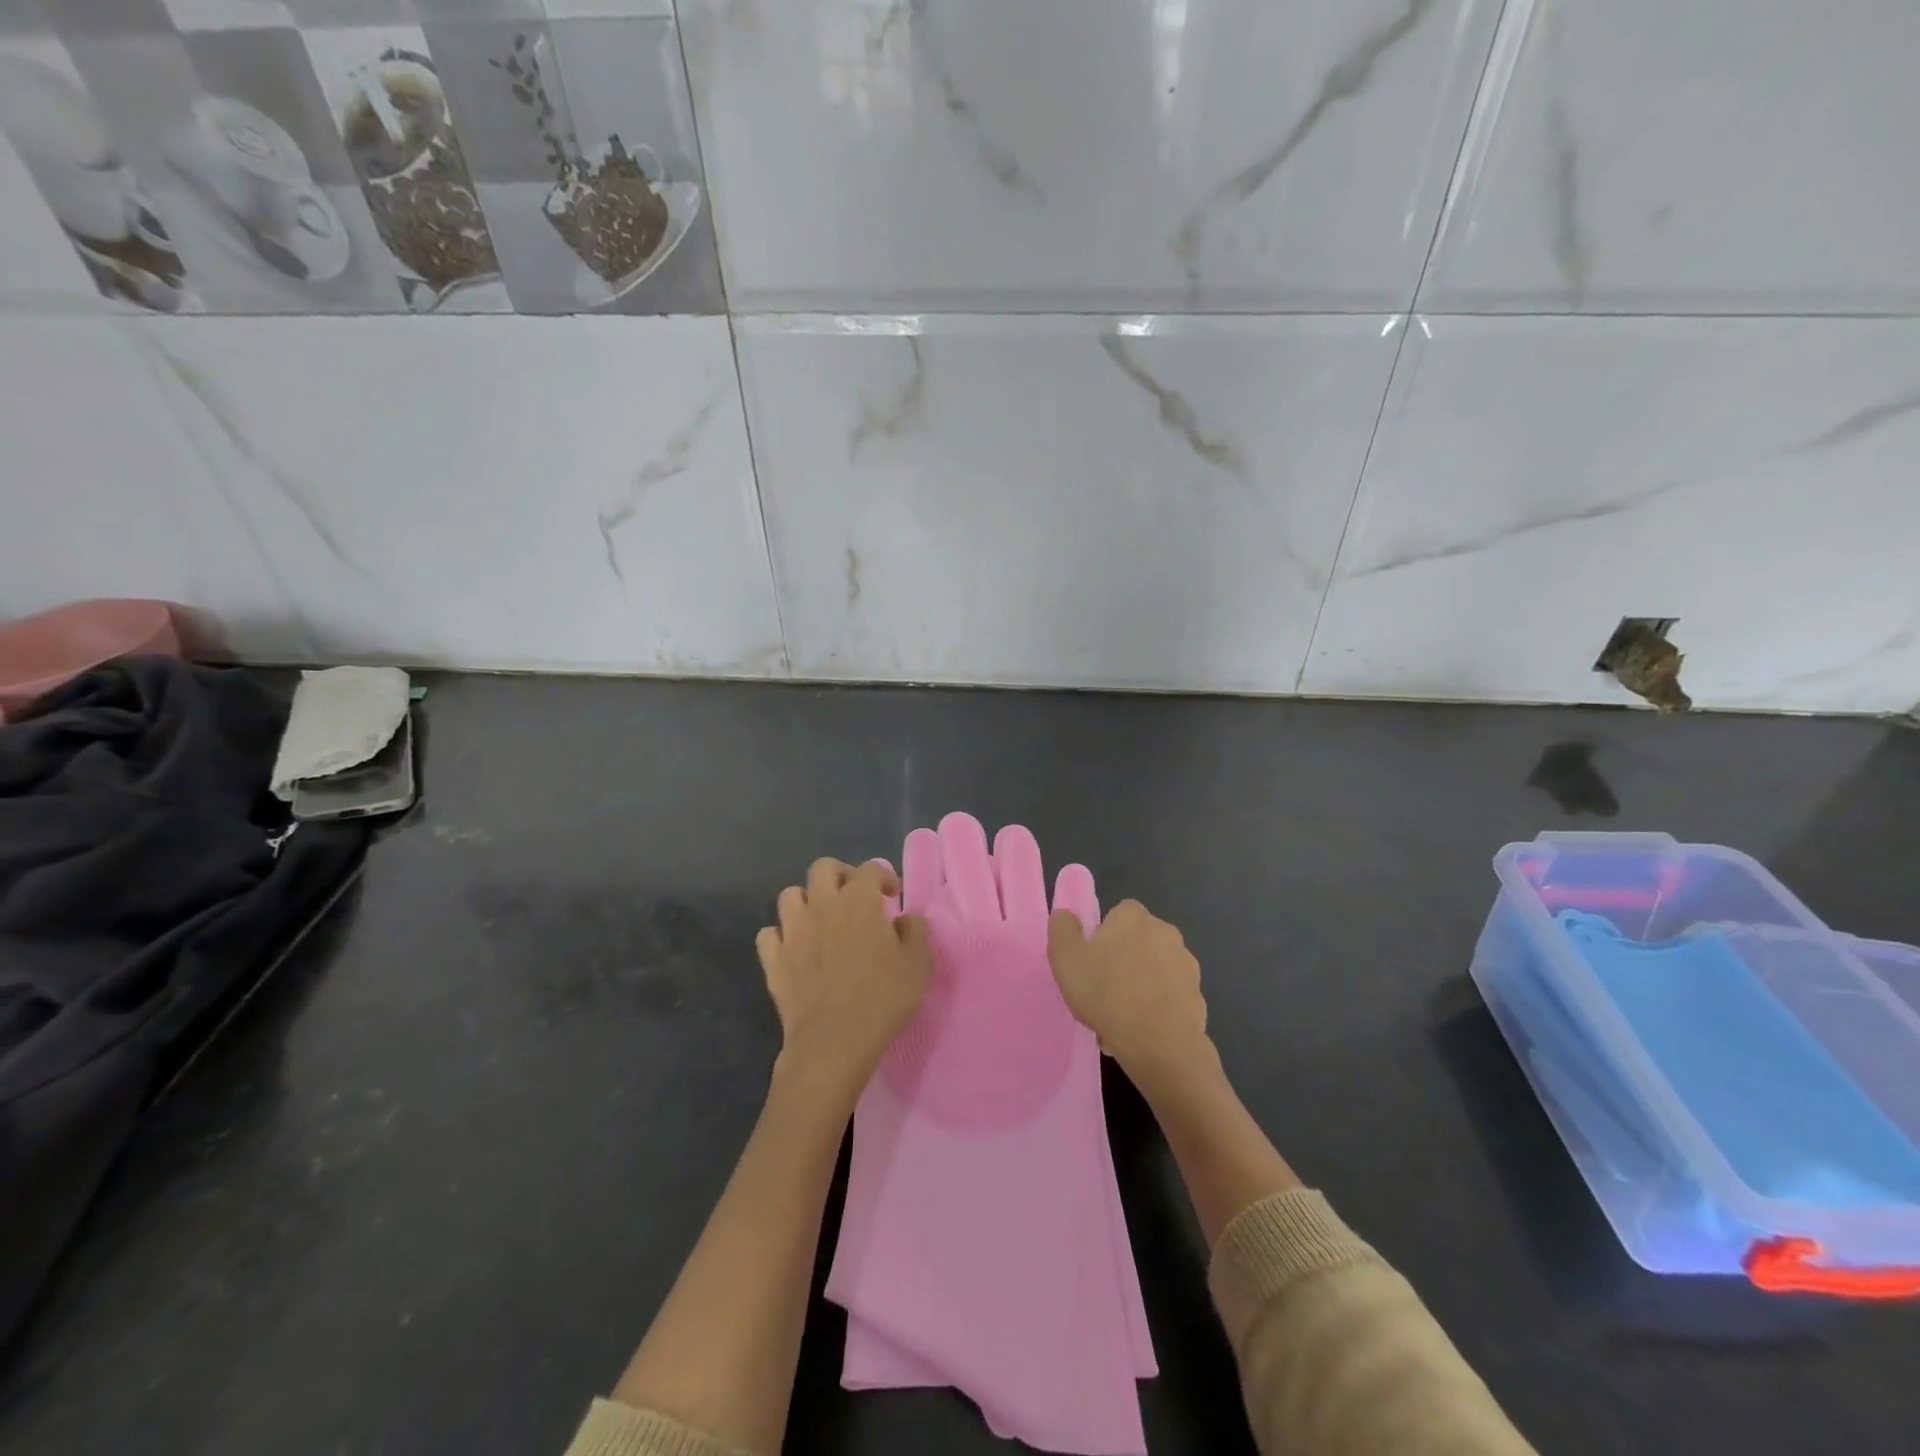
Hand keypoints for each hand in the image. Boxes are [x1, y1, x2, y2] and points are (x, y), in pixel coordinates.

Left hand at [758, 859, 930, 1093]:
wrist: (834, 1042)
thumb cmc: (882, 999)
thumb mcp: (918, 965)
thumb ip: (915, 932)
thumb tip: (906, 918)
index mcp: (858, 902)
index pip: (869, 869)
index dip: (882, 876)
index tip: (891, 896)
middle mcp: (822, 905)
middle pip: (823, 868)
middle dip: (840, 875)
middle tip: (853, 897)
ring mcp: (792, 931)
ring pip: (790, 895)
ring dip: (806, 901)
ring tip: (821, 920)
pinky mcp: (773, 959)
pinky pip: (769, 934)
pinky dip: (781, 935)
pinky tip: (794, 948)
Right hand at [1048, 899, 1210, 1083]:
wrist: (1159, 1043)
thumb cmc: (1107, 992)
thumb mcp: (1066, 958)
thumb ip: (1062, 929)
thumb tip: (1066, 915)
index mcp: (1134, 917)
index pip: (1118, 914)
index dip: (1103, 936)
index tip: (1091, 962)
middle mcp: (1166, 932)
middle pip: (1137, 943)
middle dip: (1122, 963)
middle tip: (1101, 992)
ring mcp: (1186, 965)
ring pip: (1153, 973)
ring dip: (1139, 988)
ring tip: (1118, 1020)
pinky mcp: (1198, 997)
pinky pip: (1169, 999)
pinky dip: (1156, 1010)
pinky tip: (1140, 1033)